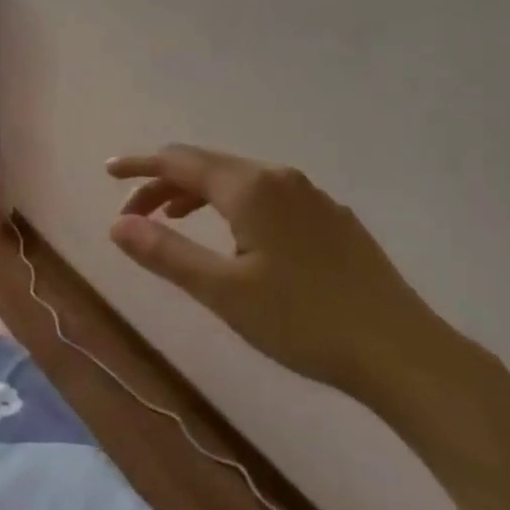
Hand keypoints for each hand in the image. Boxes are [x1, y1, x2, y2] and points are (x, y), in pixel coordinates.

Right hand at [106, 145, 441, 399]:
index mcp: (250, 187)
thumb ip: (166, 253)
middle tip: (133, 215)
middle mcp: (280, 177)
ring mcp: (311, 196)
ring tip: (172, 223)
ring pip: (239, 181)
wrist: (400, 349)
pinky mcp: (331, 218)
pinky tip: (234, 239)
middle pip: (208, 166)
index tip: (109, 172)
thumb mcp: (223, 291)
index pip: (180, 161)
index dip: (140, 166)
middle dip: (165, 183)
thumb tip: (117, 224)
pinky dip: (232, 206)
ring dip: (198, 195)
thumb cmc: (303, 320)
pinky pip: (266, 196)